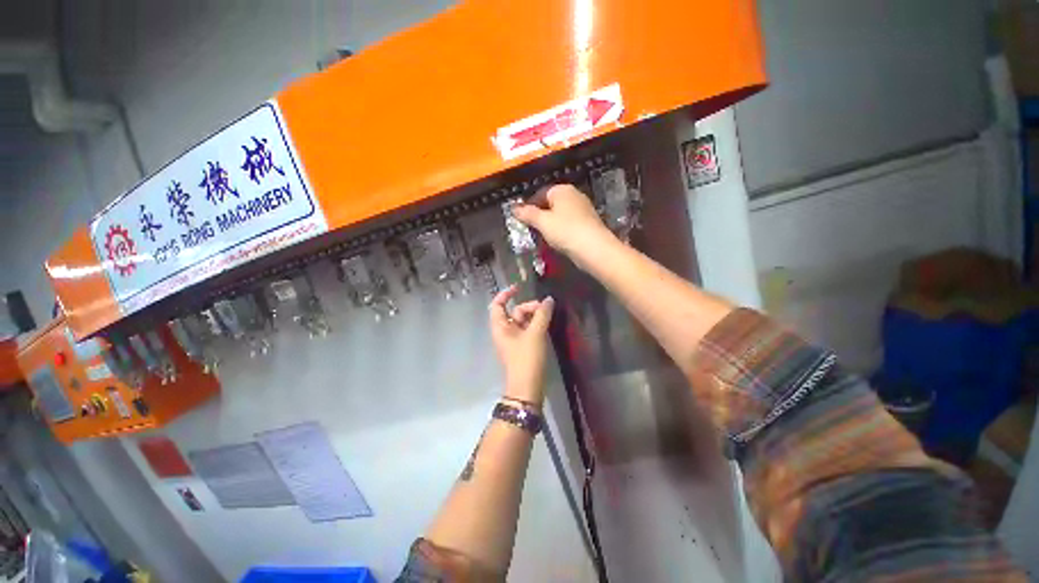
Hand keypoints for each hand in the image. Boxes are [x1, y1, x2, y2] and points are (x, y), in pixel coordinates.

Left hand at [489, 285, 554, 405]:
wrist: (528, 387)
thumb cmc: (526, 358)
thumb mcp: (535, 334)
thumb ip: (542, 314)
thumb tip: (549, 300)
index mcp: (500, 327)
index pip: (497, 305)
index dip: (505, 294)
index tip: (519, 287)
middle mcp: (505, 331)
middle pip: (514, 311)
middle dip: (529, 307)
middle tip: (544, 309)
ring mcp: (514, 340)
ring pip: (523, 321)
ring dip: (534, 316)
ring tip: (548, 317)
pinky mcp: (523, 347)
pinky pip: (528, 330)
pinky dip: (536, 325)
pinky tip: (547, 324)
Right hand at [511, 184, 614, 264]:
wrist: (594, 248)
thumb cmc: (565, 231)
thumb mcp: (542, 222)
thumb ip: (528, 214)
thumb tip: (514, 208)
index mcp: (562, 190)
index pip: (540, 193)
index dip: (529, 205)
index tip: (522, 219)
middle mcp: (574, 195)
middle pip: (551, 203)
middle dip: (540, 215)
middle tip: (531, 229)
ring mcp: (583, 209)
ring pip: (560, 214)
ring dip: (550, 224)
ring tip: (542, 236)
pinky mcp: (588, 222)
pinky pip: (569, 223)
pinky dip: (561, 230)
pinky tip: (558, 240)